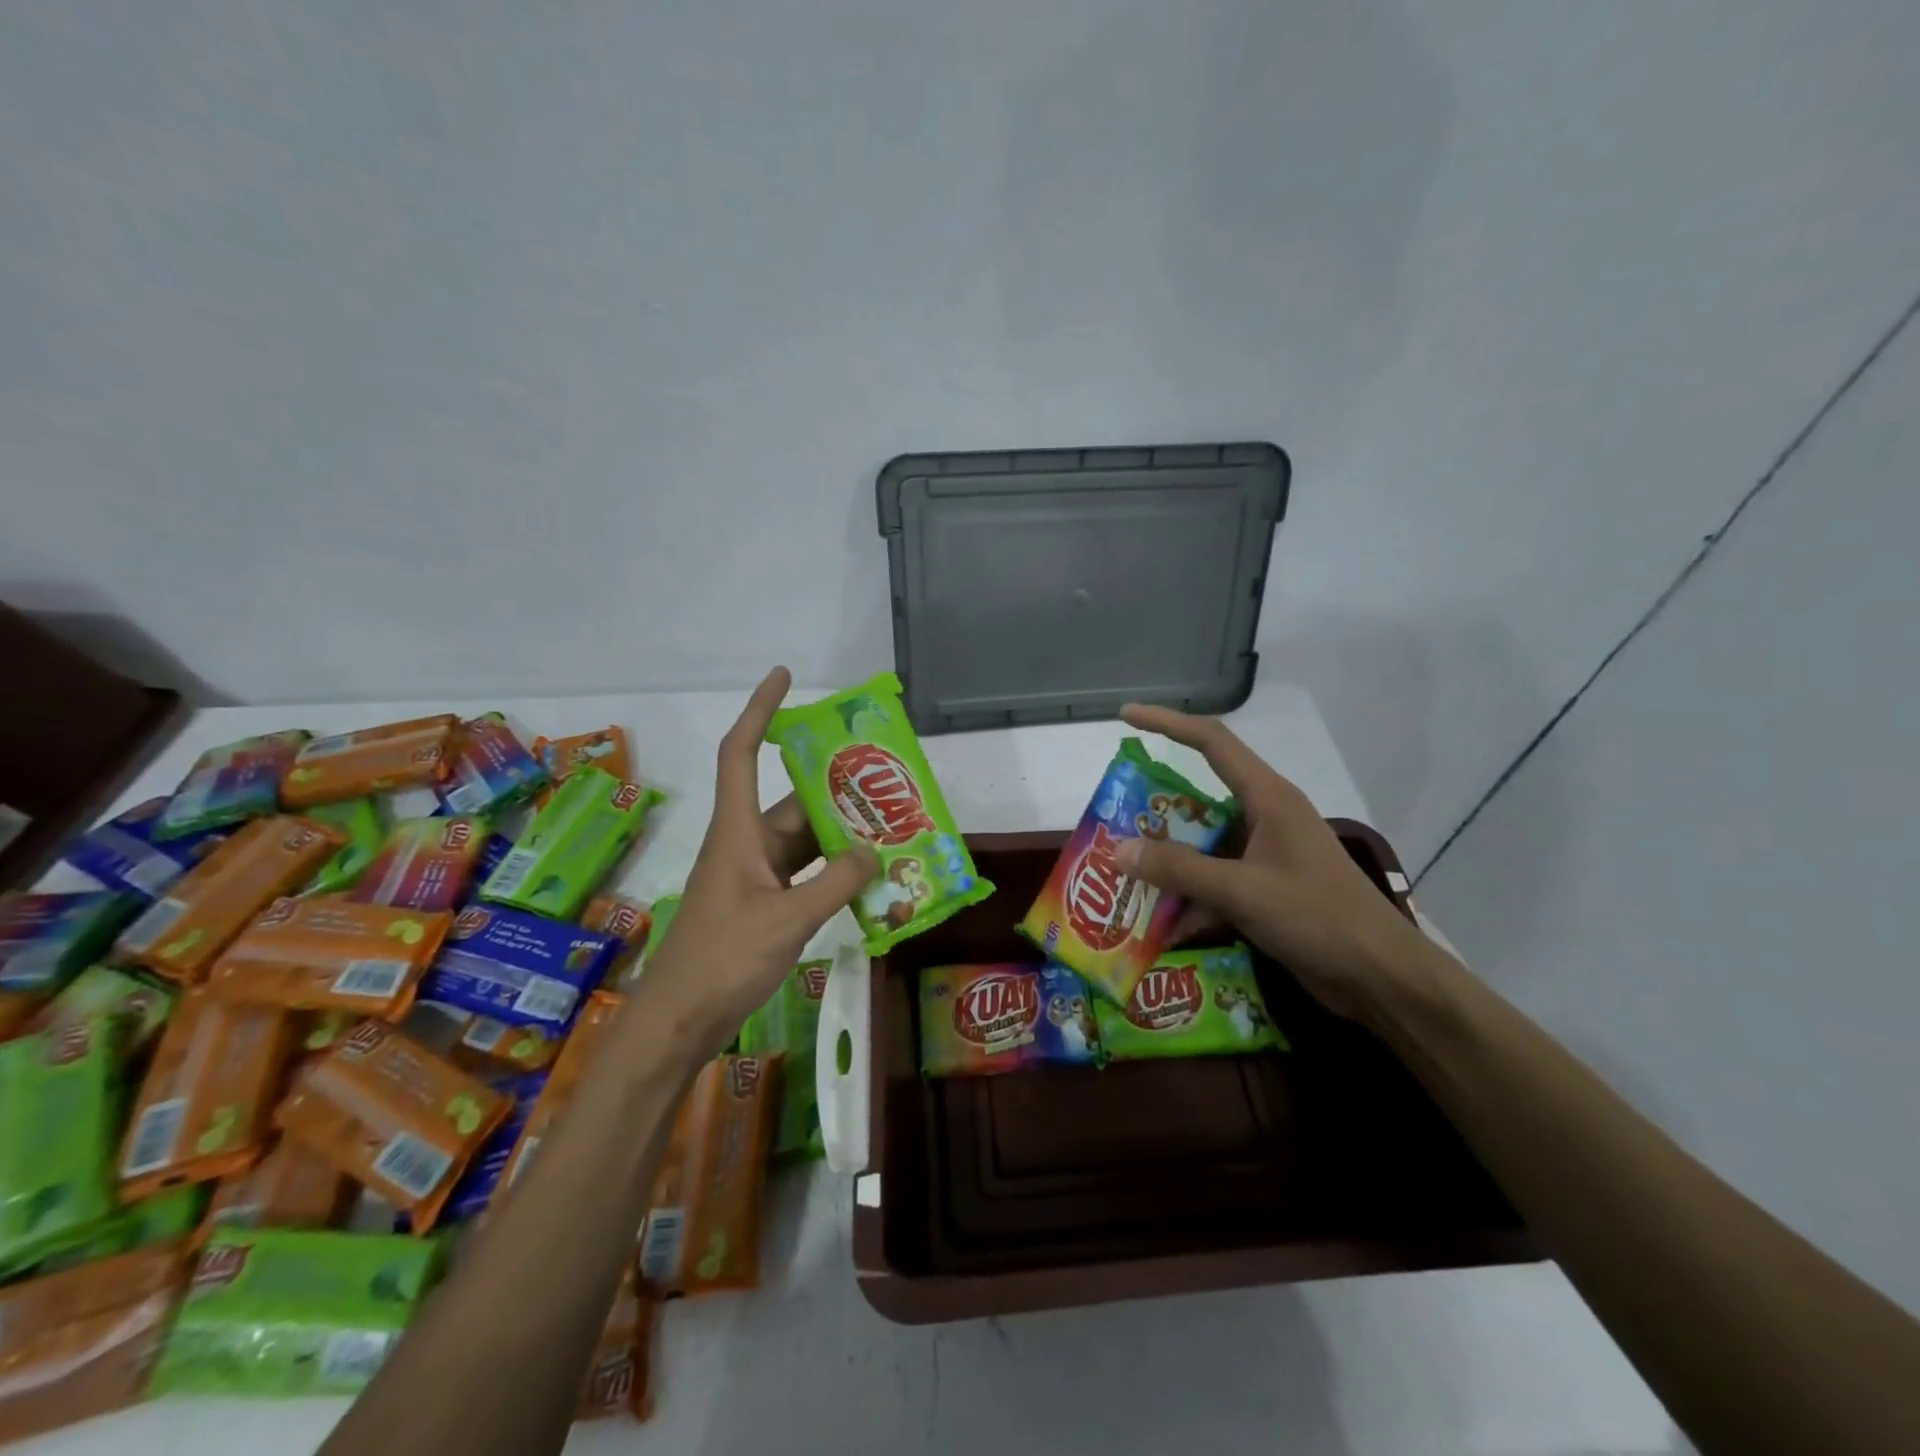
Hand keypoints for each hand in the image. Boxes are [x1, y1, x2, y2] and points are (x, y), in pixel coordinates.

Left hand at [635, 668, 878, 1056]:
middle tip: (887, 783)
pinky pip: (805, 874)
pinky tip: (869, 880)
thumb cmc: (722, 960)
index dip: (760, 710)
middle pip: (793, 802)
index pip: (742, 754)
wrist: (679, 1022)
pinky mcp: (762, 905)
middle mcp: (746, 844)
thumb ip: (835, 882)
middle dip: (836, 792)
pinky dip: (833, 873)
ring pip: (804, 841)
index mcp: (738, 831)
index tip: (784, 678)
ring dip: (841, 837)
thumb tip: (873, 850)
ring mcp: (754, 876)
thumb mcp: (788, 918)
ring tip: (892, 831)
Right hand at [1115, 703, 1432, 1021]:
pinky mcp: (1265, 890)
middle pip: (1198, 798)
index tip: (1125, 716)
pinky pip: (1214, 881)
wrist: (1381, 978)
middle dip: (1155, 810)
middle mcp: (1264, 818)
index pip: (1212, 742)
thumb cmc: (1318, 918)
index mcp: (1267, 798)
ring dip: (1168, 860)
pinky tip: (1159, 923)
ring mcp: (1266, 855)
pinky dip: (1188, 898)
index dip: (1167, 723)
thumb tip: (1118, 850)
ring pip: (1202, 845)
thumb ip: (1179, 869)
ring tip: (1123, 873)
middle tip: (1112, 819)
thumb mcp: (1242, 891)